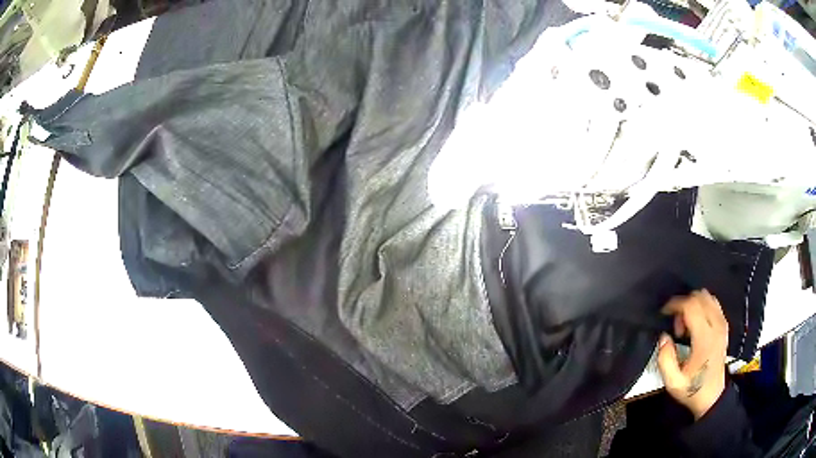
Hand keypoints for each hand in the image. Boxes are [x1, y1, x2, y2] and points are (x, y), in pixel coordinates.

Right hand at [657, 290, 727, 419]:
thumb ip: (665, 360)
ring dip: (694, 304)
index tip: (664, 312)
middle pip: (700, 297)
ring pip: (708, 297)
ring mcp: (722, 324)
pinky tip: (696, 322)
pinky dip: (702, 306)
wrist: (712, 396)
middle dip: (684, 304)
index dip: (676, 304)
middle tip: (676, 324)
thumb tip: (664, 337)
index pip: (691, 306)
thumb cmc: (693, 389)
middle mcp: (716, 326)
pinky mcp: (724, 326)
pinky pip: (714, 304)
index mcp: (704, 338)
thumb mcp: (673, 383)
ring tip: (685, 323)